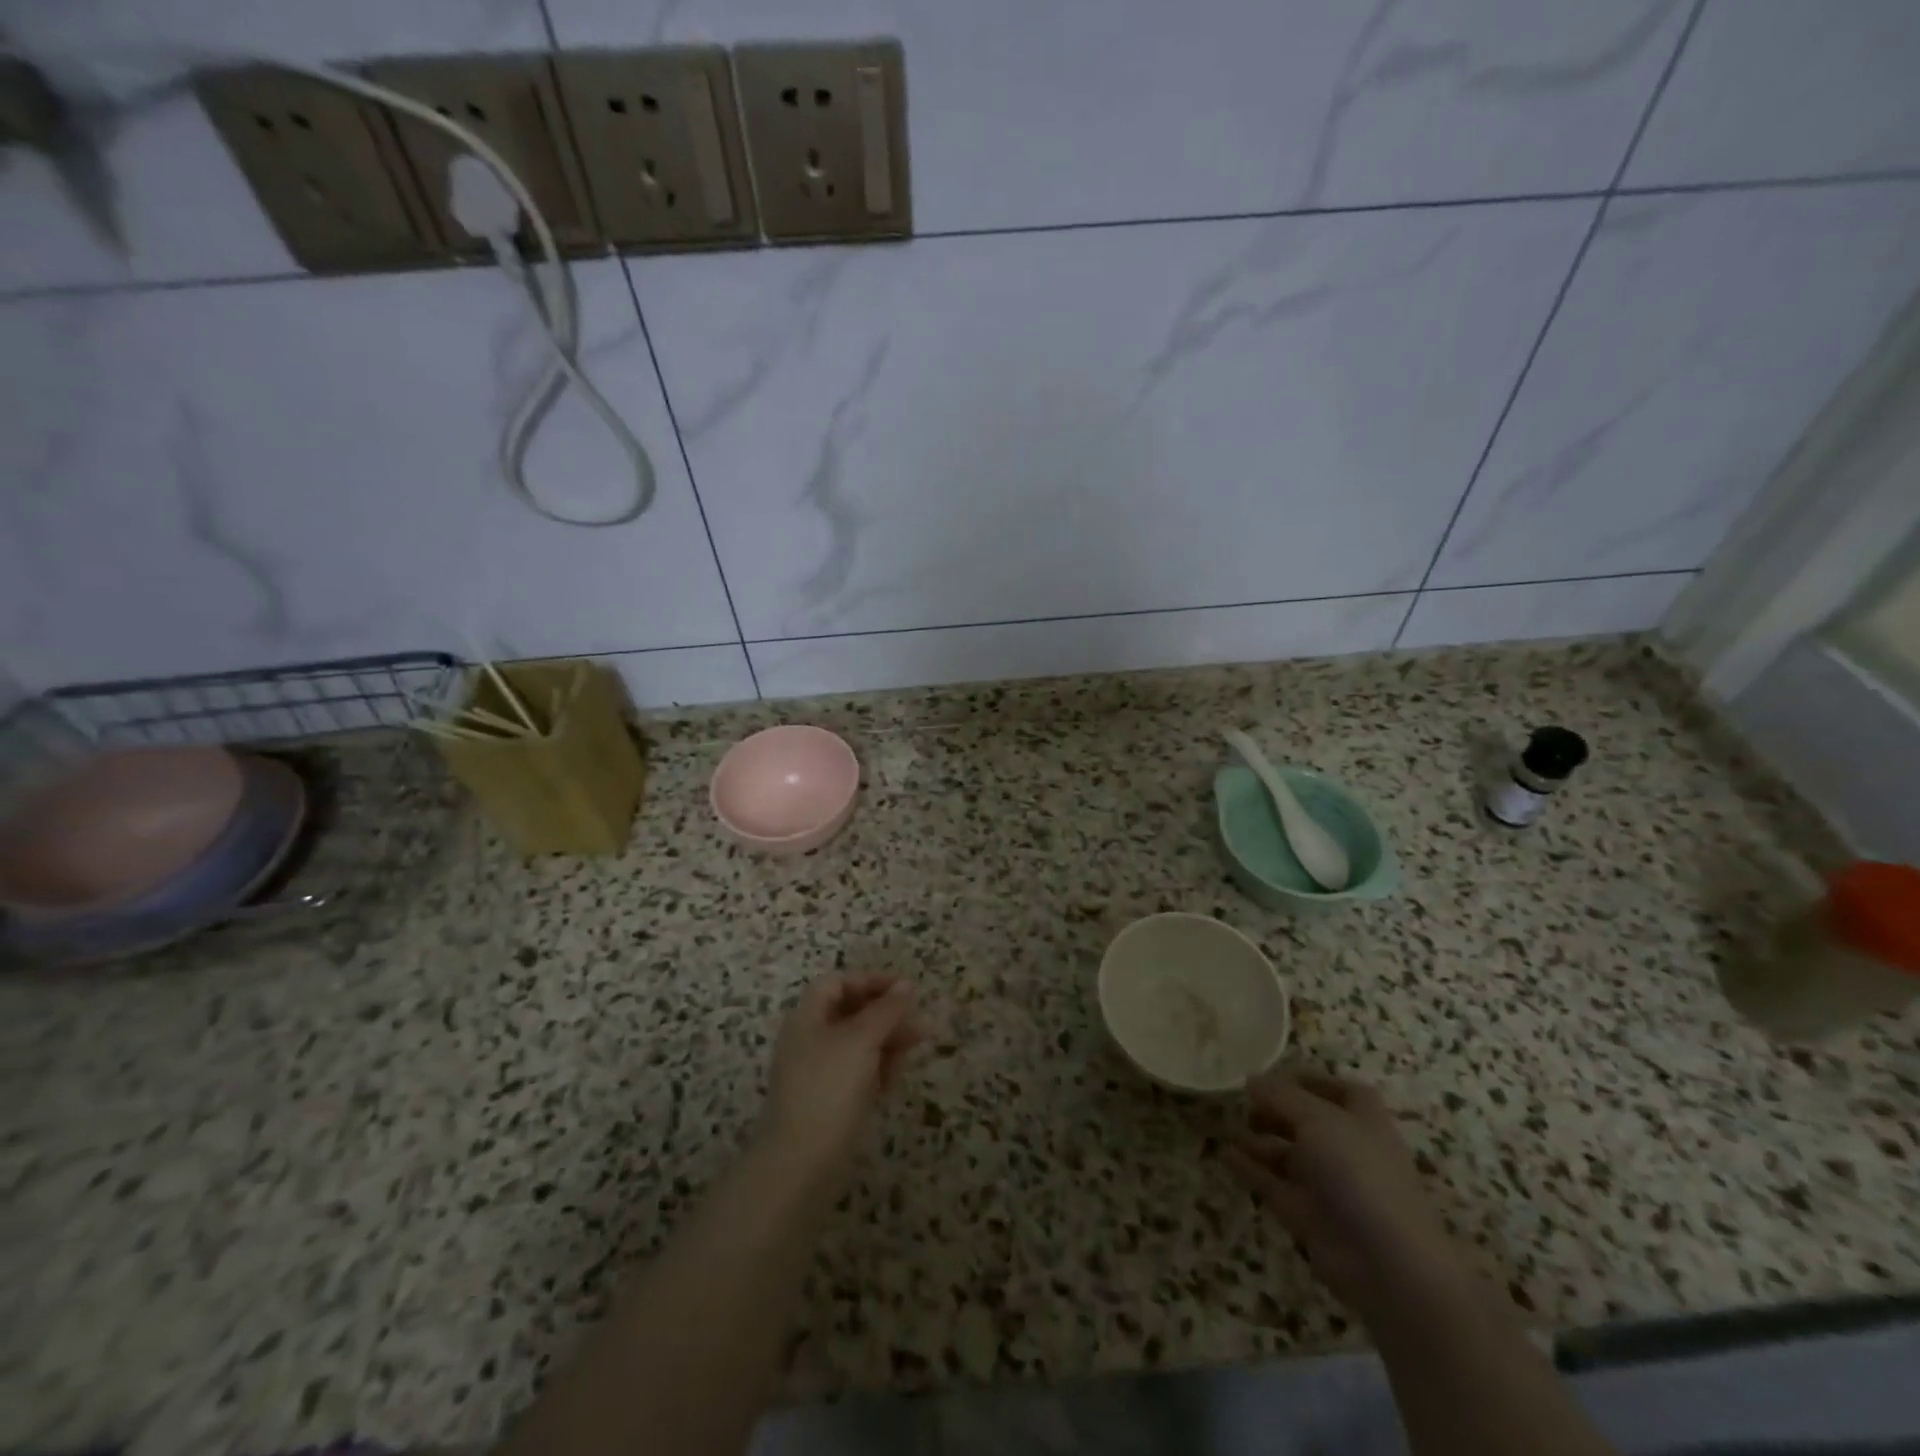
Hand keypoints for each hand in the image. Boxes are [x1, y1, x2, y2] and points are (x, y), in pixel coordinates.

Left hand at [758, 974, 923, 1186]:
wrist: (801, 1164)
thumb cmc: (829, 1088)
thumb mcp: (862, 1040)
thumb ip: (886, 1010)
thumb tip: (907, 984)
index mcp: (808, 1017)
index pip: (839, 983)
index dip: (871, 981)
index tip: (906, 990)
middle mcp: (810, 1039)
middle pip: (851, 1012)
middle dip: (886, 1014)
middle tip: (918, 1023)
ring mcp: (819, 1072)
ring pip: (858, 1043)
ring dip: (887, 1041)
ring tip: (915, 1049)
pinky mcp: (829, 1101)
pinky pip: (857, 1072)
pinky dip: (877, 1069)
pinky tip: (893, 1082)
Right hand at [1223, 1071, 1468, 1323]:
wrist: (1386, 1262)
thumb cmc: (1358, 1172)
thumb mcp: (1317, 1119)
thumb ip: (1281, 1095)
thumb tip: (1252, 1080)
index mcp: (1363, 1120)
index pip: (1339, 1091)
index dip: (1309, 1081)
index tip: (1272, 1075)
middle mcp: (1346, 1149)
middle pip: (1307, 1121)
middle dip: (1275, 1110)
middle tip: (1242, 1102)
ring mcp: (1327, 1184)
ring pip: (1286, 1153)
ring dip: (1257, 1138)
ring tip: (1223, 1125)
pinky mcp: (1308, 1215)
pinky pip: (1273, 1183)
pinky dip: (1250, 1168)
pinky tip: (1224, 1154)